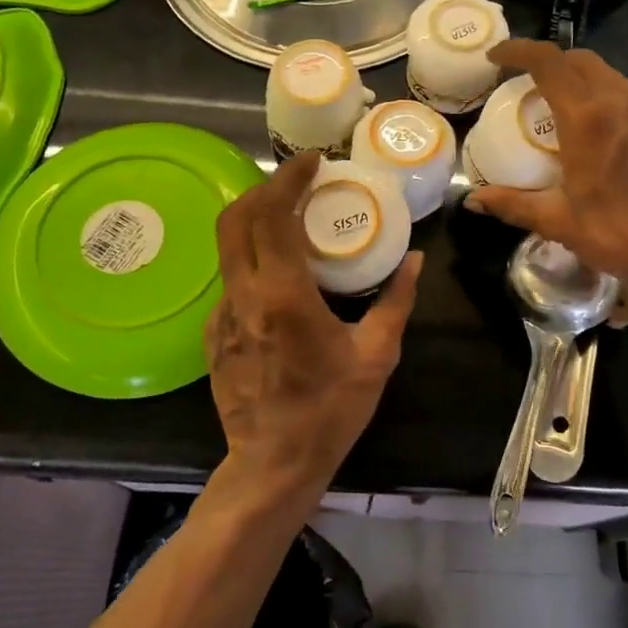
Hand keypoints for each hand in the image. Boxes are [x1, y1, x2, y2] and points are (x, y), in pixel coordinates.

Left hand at [206, 152, 421, 500]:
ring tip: (293, 223)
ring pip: (229, 250)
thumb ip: (396, 302)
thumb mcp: (376, 355)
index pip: (271, 216)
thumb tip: (415, 260)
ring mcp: (221, 316)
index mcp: (282, 297)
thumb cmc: (330, 410)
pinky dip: (255, 263)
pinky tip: (282, 279)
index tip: (312, 162)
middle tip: (299, 183)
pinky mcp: (212, 335)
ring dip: (258, 224)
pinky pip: (232, 283)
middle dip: (265, 189)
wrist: (272, 465)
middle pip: (236, 219)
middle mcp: (242, 297)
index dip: (288, 179)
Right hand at [465, 40, 627, 299]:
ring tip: (557, 102)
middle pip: (579, 60)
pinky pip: (625, 94)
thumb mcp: (558, 221)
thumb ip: (513, 204)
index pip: (548, 62)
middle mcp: (618, 103)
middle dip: (548, 60)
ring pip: (606, 73)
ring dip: (577, 75)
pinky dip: (601, 94)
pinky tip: (594, 127)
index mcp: (587, 118)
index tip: (497, 57)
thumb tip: (473, 201)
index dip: (518, 50)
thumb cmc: (618, 233)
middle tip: (524, 82)